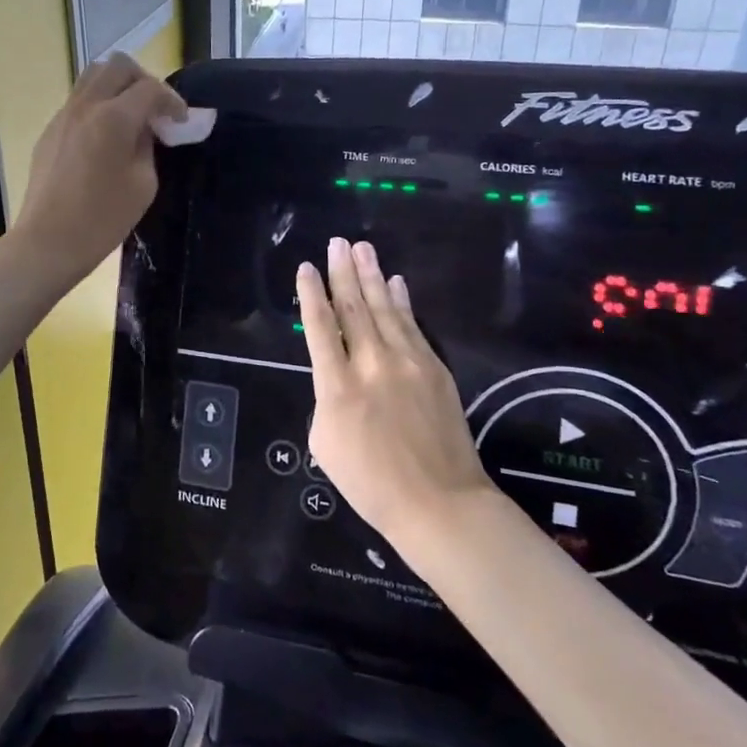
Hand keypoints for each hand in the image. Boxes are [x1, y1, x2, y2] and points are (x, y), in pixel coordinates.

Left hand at [13, 53, 186, 287]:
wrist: (48, 241)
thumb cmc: (102, 219)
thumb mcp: (143, 184)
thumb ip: (148, 146)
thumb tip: (145, 129)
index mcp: (114, 117)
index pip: (150, 88)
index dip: (172, 100)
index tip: (181, 121)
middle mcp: (86, 105)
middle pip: (118, 65)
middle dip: (143, 80)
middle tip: (155, 109)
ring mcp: (63, 115)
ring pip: (93, 76)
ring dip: (117, 87)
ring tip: (130, 116)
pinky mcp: (50, 130)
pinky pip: (78, 100)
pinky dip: (98, 104)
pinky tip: (105, 137)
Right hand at [297, 238, 492, 554]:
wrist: (440, 503)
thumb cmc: (371, 483)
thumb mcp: (325, 445)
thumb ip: (326, 401)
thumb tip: (339, 378)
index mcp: (337, 386)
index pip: (320, 328)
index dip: (312, 295)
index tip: (306, 268)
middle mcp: (371, 364)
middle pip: (353, 308)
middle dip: (343, 273)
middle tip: (337, 242)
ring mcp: (408, 363)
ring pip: (385, 309)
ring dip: (372, 276)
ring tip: (363, 249)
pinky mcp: (435, 369)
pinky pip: (413, 326)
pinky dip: (403, 302)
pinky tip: (396, 283)